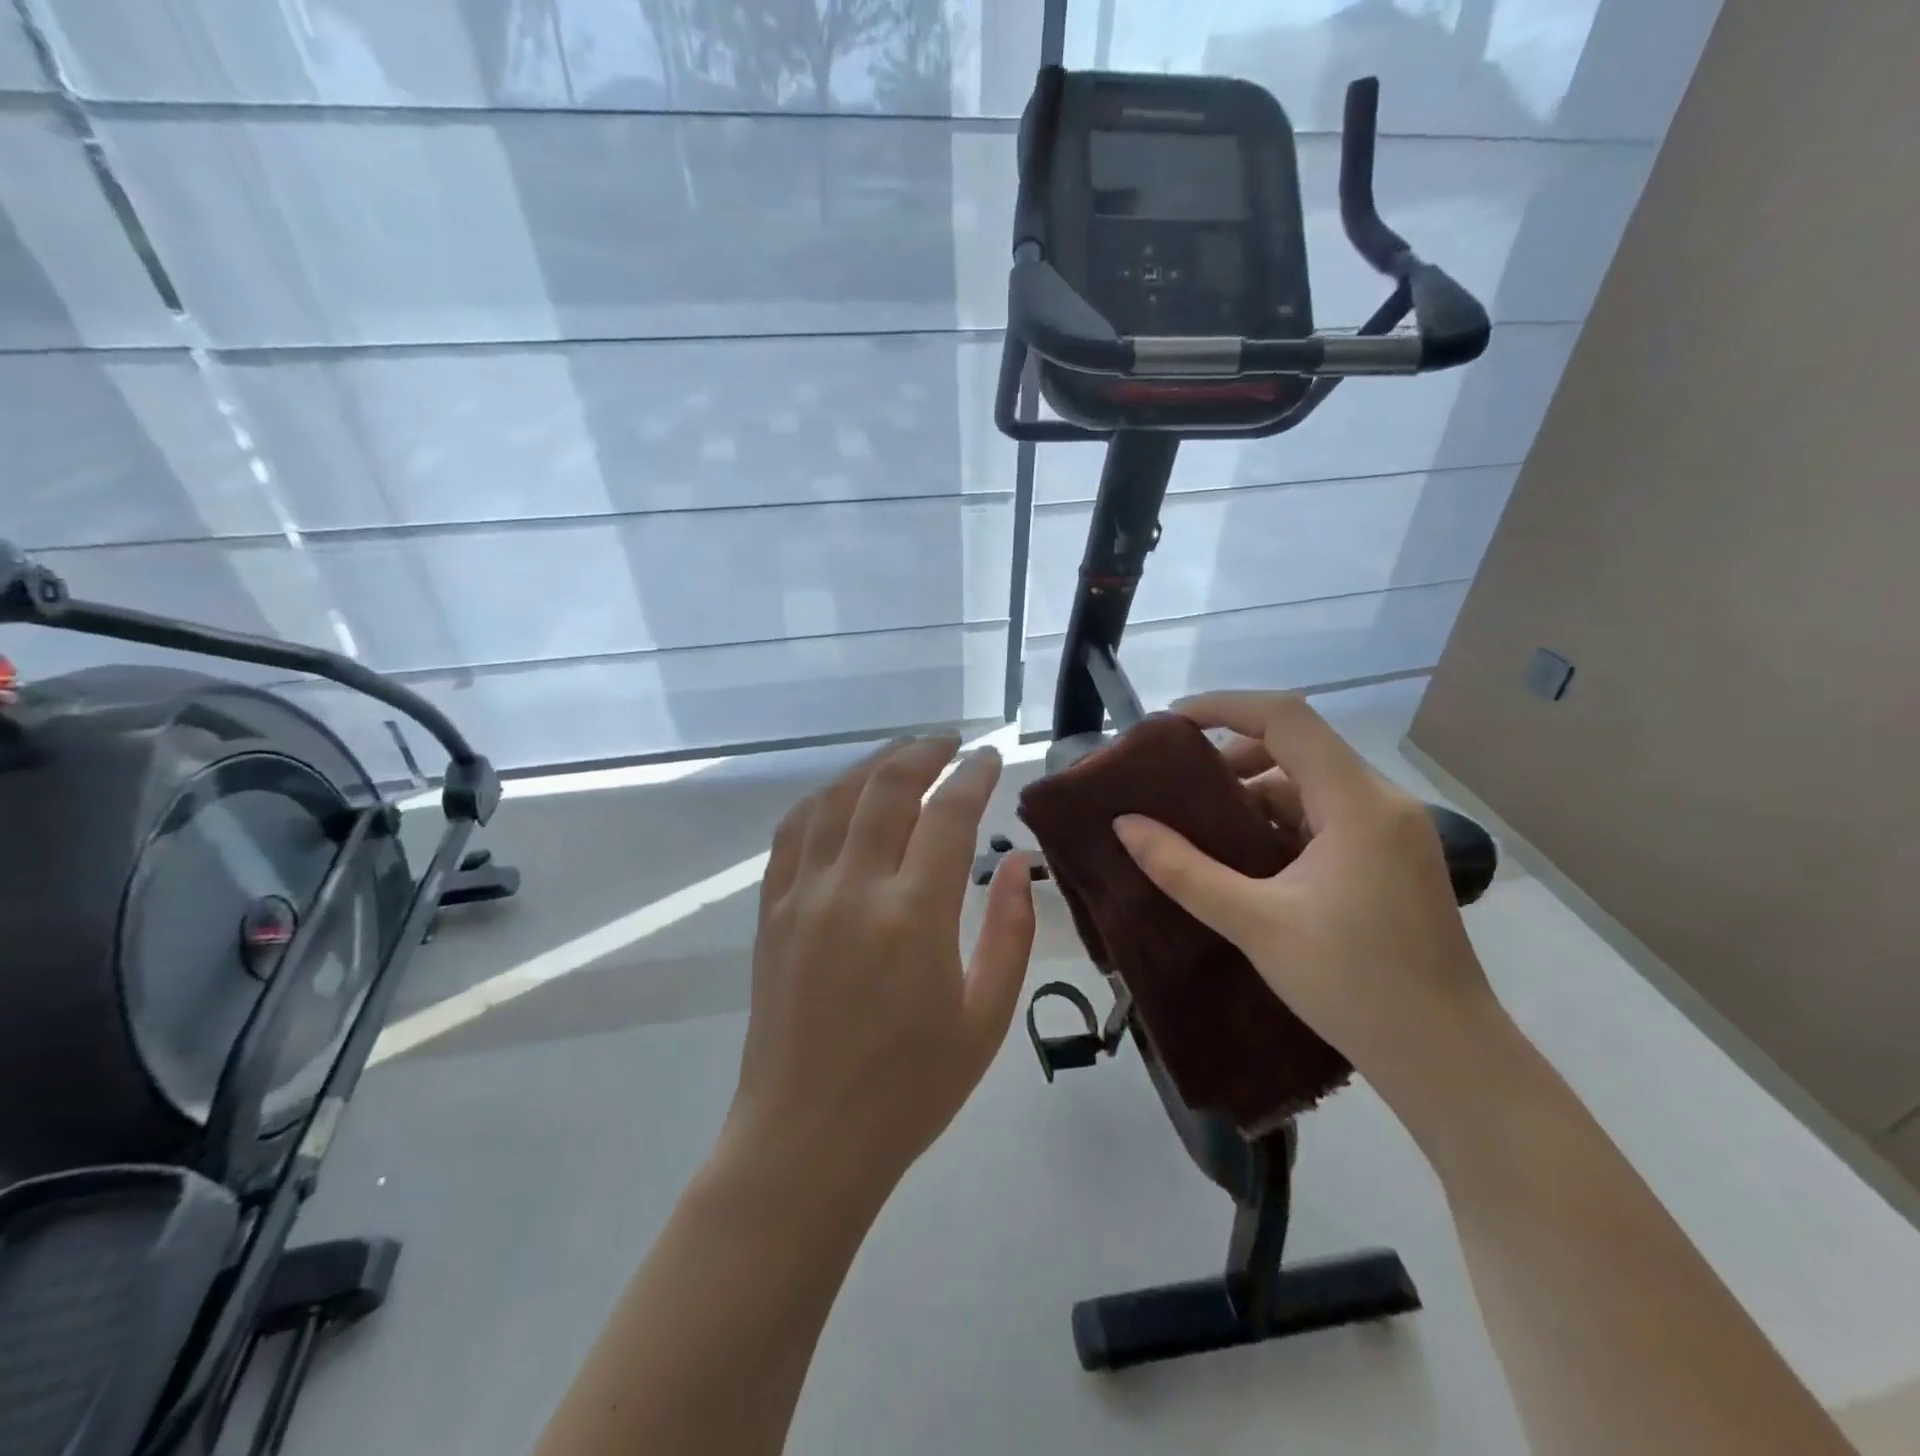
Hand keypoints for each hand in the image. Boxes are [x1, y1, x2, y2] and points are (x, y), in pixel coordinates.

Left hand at [725, 734, 1036, 1200]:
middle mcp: (853, 889)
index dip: (973, 775)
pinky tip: (843, 796)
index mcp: (914, 917)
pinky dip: (823, 799)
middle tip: (951, 744)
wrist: (806, 1140)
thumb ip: (1009, 933)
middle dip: (923, 752)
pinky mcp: (772, 911)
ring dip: (872, 765)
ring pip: (834, 798)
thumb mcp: (985, 1020)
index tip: (990, 758)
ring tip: (903, 757)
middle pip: (886, 787)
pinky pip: (793, 832)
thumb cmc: (909, 1091)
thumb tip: (1016, 864)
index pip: (947, 814)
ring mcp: (803, 896)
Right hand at [1112, 691, 1502, 1119]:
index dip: (1225, 706)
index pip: (1287, 718)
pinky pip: (1327, 819)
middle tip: (1179, 788)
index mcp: (1358, 803)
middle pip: (1299, 748)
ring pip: (1311, 787)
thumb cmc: (1353, 984)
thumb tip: (1125, 824)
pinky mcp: (1393, 861)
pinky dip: (1281, 825)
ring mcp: (1394, 832)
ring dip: (1255, 797)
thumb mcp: (1254, 922)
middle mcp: (1383, 803)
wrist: (1447, 1060)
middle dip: (1232, 758)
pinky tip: (1247, 862)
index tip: (1170, 724)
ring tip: (1202, 831)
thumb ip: (1183, 869)